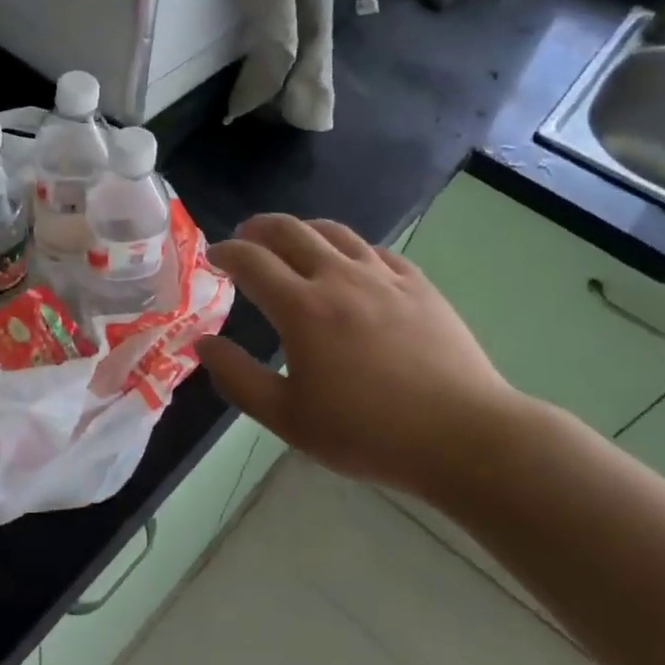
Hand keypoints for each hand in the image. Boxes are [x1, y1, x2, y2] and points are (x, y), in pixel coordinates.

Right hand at [194, 214, 523, 500]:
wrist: (462, 436)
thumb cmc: (368, 433)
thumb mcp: (288, 418)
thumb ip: (238, 378)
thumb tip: (203, 344)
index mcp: (302, 308)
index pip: (251, 261)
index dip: (227, 252)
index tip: (215, 257)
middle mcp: (338, 277)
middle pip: (289, 231)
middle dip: (259, 228)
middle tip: (246, 238)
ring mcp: (382, 276)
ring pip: (333, 231)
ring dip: (302, 229)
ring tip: (292, 241)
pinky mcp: (417, 284)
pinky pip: (374, 249)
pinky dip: (348, 247)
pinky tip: (349, 262)